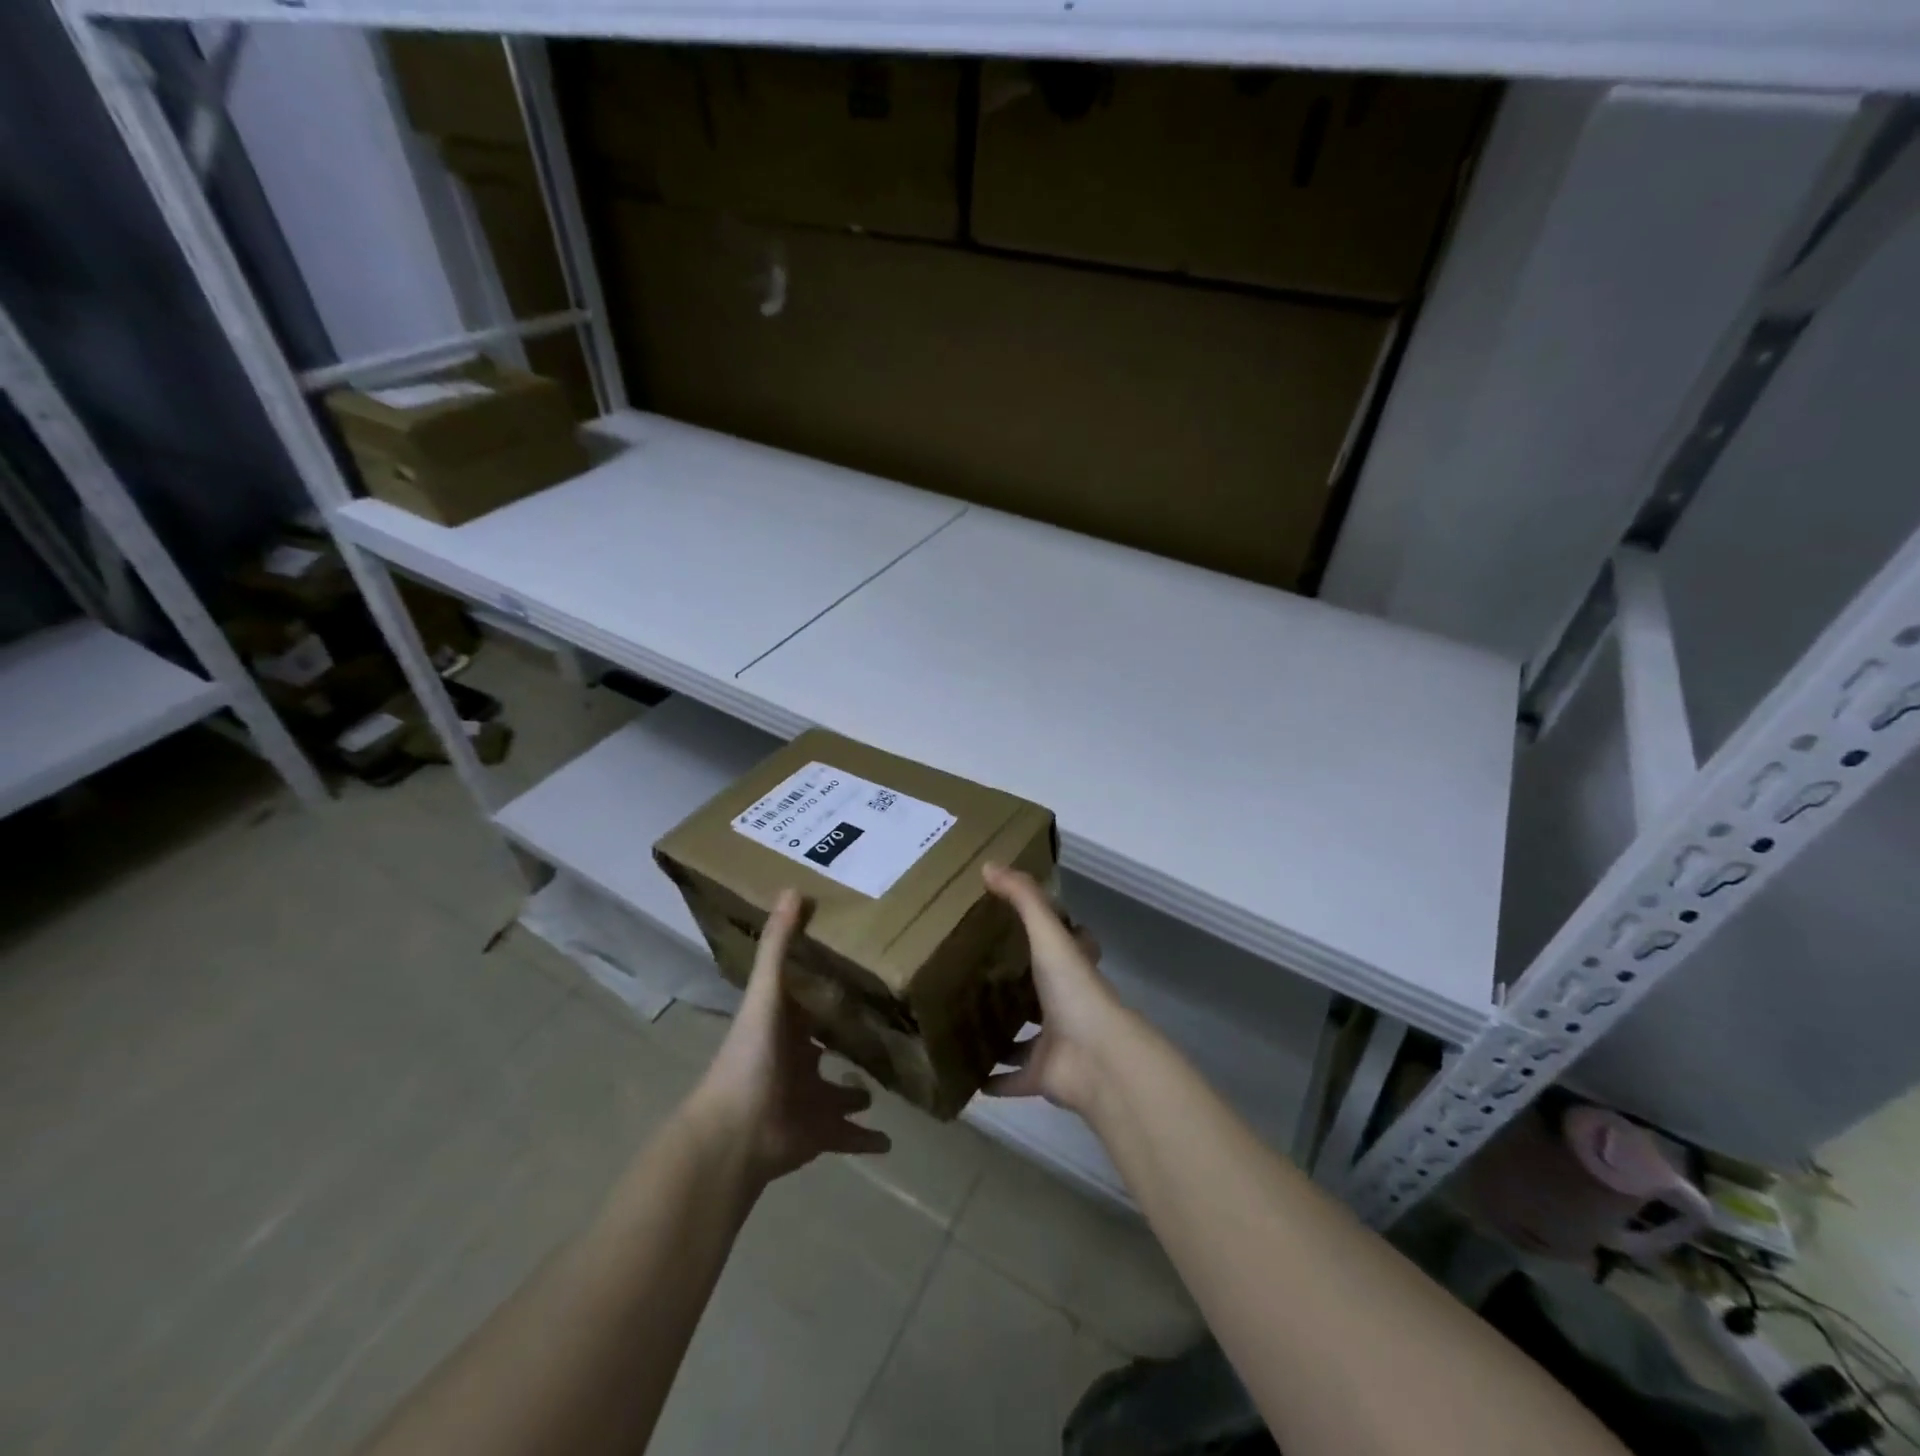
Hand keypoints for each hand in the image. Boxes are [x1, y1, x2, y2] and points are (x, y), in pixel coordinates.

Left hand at [689, 890, 891, 1184]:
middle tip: (881, 1025)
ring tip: (887, 1081)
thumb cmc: (751, 1057)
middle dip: (844, 1041)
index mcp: (781, 1028)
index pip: (805, 1004)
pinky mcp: (819, 1135)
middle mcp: (795, 1062)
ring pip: (837, 1095)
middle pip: (823, 1049)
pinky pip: (848, 1138)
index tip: (854, 972)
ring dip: (856, 1092)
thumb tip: (793, 889)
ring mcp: (808, 1101)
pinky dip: (867, 1140)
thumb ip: (778, 946)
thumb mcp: (767, 994)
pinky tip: (891, 1142)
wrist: (736, 1133)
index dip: (822, 990)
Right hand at [981, 863, 1132, 1116]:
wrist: (1097, 1059)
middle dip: (1014, 985)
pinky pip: (1011, 1079)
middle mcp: (1065, 1004)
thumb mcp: (1049, 935)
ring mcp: (1054, 1042)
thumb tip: (989, 865)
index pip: (1067, 945)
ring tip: (959, 1018)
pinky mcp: (1040, 1076)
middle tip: (973, 972)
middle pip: (1039, 992)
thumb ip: (1023, 899)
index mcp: (1071, 969)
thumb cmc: (1075, 991)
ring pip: (1023, 1036)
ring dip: (1000, 1033)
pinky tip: (963, 1072)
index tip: (1016, 924)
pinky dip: (991, 1079)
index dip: (1052, 934)